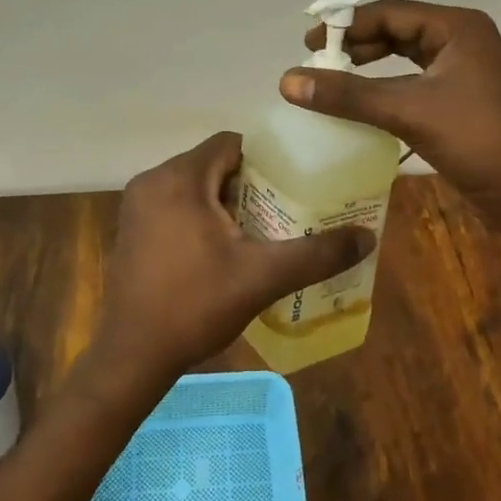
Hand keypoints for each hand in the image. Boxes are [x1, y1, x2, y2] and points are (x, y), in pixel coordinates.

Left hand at [90, 131, 375, 387]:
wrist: (132, 357)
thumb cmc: (195, 306)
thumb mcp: (262, 277)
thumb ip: (316, 254)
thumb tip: (368, 237)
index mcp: (180, 179)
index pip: (230, 143)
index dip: (265, 158)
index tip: (292, 181)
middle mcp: (152, 181)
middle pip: (213, 164)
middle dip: (249, 183)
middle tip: (283, 208)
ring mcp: (137, 206)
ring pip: (194, 185)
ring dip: (226, 201)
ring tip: (260, 229)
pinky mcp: (131, 229)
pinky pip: (175, 205)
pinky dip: (200, 215)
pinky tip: (223, 249)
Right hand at [281, 0, 500, 230]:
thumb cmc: (474, 139)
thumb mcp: (407, 111)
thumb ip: (348, 94)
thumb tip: (287, 80)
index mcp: (456, 27)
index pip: (390, 12)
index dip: (346, 25)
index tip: (309, 42)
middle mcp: (462, 37)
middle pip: (397, 28)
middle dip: (356, 42)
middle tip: (318, 58)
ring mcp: (464, 66)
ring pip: (405, 52)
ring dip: (369, 61)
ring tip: (333, 73)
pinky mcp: (461, 93)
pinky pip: (413, 76)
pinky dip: (385, 82)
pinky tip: (362, 96)